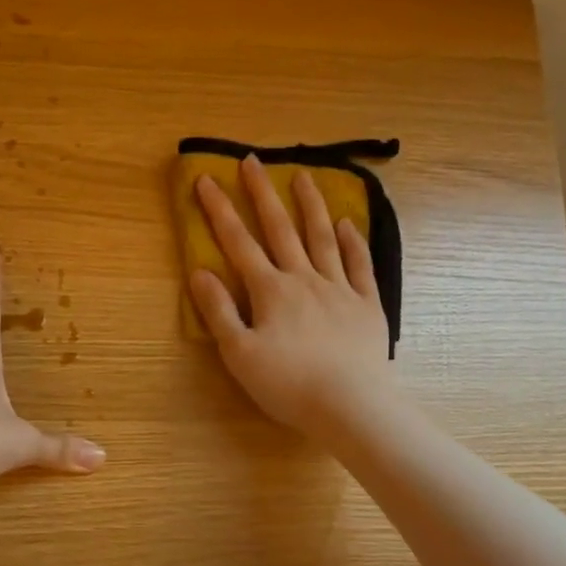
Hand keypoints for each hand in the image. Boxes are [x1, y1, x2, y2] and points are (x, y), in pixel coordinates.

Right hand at [190, 155, 393, 438]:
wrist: (350, 404)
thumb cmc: (288, 384)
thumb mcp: (239, 354)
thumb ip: (219, 311)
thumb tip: (199, 272)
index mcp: (270, 291)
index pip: (238, 243)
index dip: (220, 211)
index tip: (206, 179)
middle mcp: (304, 279)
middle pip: (281, 229)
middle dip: (263, 193)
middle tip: (252, 161)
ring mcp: (340, 288)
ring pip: (322, 237)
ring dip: (311, 205)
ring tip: (304, 175)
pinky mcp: (367, 305)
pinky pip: (360, 265)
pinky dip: (352, 242)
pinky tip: (347, 224)